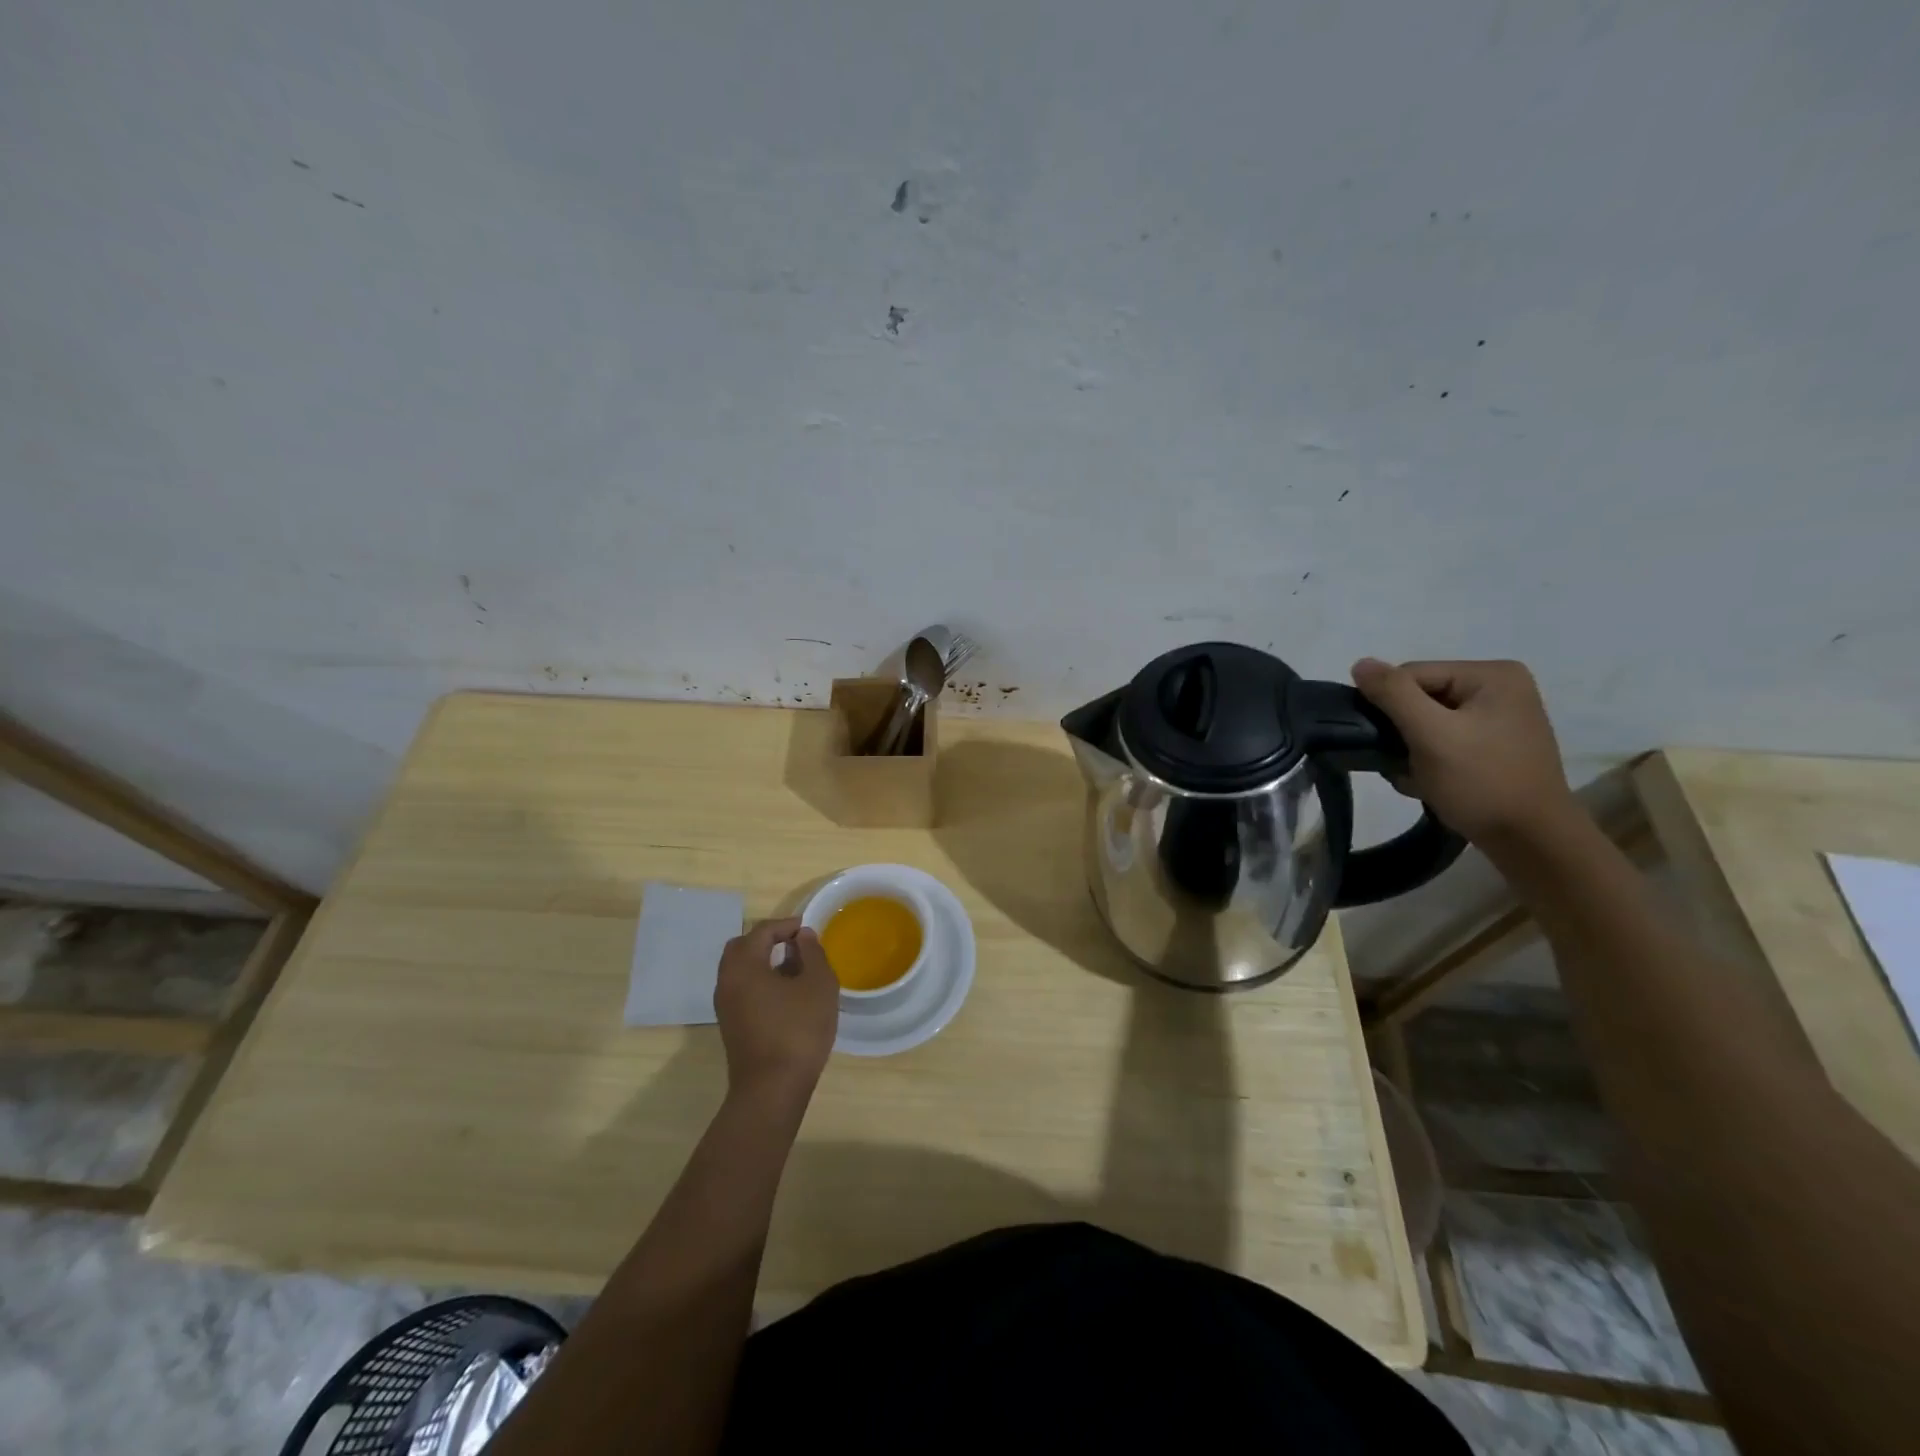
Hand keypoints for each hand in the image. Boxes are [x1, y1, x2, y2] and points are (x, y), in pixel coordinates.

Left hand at [713, 918, 838, 1105]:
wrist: (772, 1090)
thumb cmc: (798, 1030)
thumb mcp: (818, 985)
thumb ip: (812, 953)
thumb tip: (802, 937)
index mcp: (743, 965)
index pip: (761, 931)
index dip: (787, 926)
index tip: (810, 930)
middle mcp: (726, 981)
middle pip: (742, 947)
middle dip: (769, 941)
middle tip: (797, 946)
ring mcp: (725, 1006)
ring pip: (740, 970)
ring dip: (764, 962)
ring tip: (796, 970)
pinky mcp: (731, 1025)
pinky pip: (742, 989)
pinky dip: (760, 982)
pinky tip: (787, 995)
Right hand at [1350, 657, 1578, 845]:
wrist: (1531, 841)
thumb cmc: (1482, 782)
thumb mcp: (1431, 735)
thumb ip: (1393, 694)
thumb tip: (1359, 663)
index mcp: (1492, 675)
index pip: (1412, 675)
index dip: (1390, 707)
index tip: (1389, 744)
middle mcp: (1500, 688)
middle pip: (1420, 698)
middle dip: (1402, 732)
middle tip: (1403, 765)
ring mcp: (1500, 718)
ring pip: (1427, 722)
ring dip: (1410, 750)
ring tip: (1417, 777)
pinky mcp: (1495, 746)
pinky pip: (1444, 740)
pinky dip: (1428, 760)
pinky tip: (1430, 783)